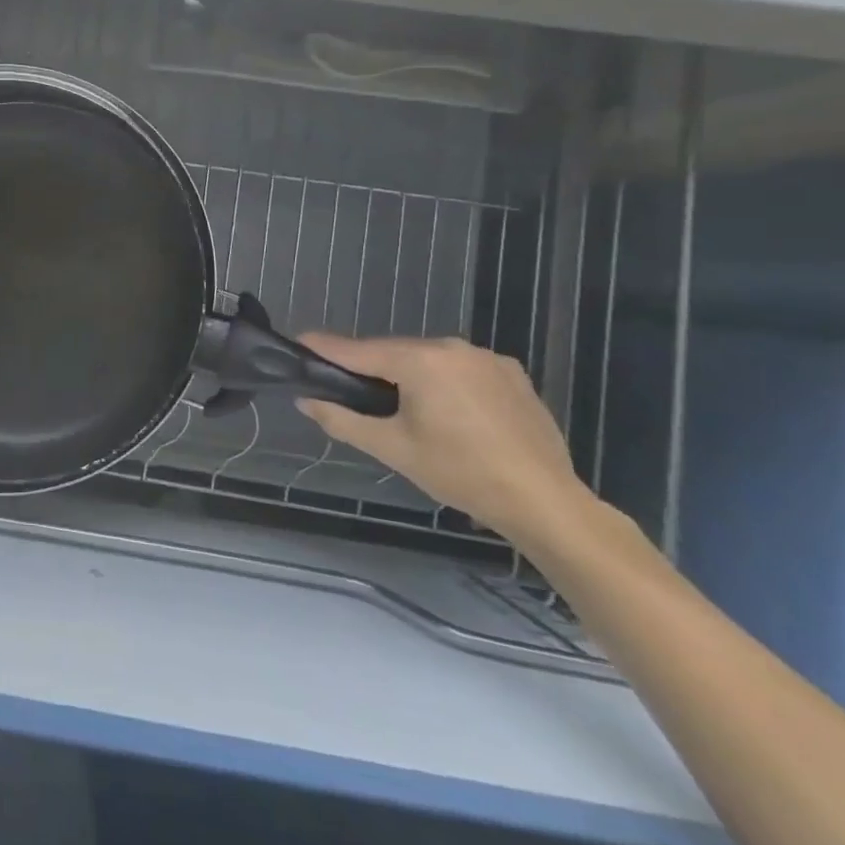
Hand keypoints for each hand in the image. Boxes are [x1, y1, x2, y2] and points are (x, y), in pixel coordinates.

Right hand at [297, 335, 591, 544]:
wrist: (545, 502)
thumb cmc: (460, 474)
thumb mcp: (392, 449)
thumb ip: (342, 419)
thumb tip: (305, 399)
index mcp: (420, 361)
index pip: (358, 350)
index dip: (325, 348)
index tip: (298, 342)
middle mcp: (453, 347)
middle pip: (395, 352)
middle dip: (370, 368)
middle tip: (349, 391)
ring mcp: (487, 358)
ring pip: (429, 359)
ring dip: (408, 375)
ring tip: (400, 407)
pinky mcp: (512, 374)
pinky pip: (461, 369)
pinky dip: (443, 382)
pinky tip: (447, 413)